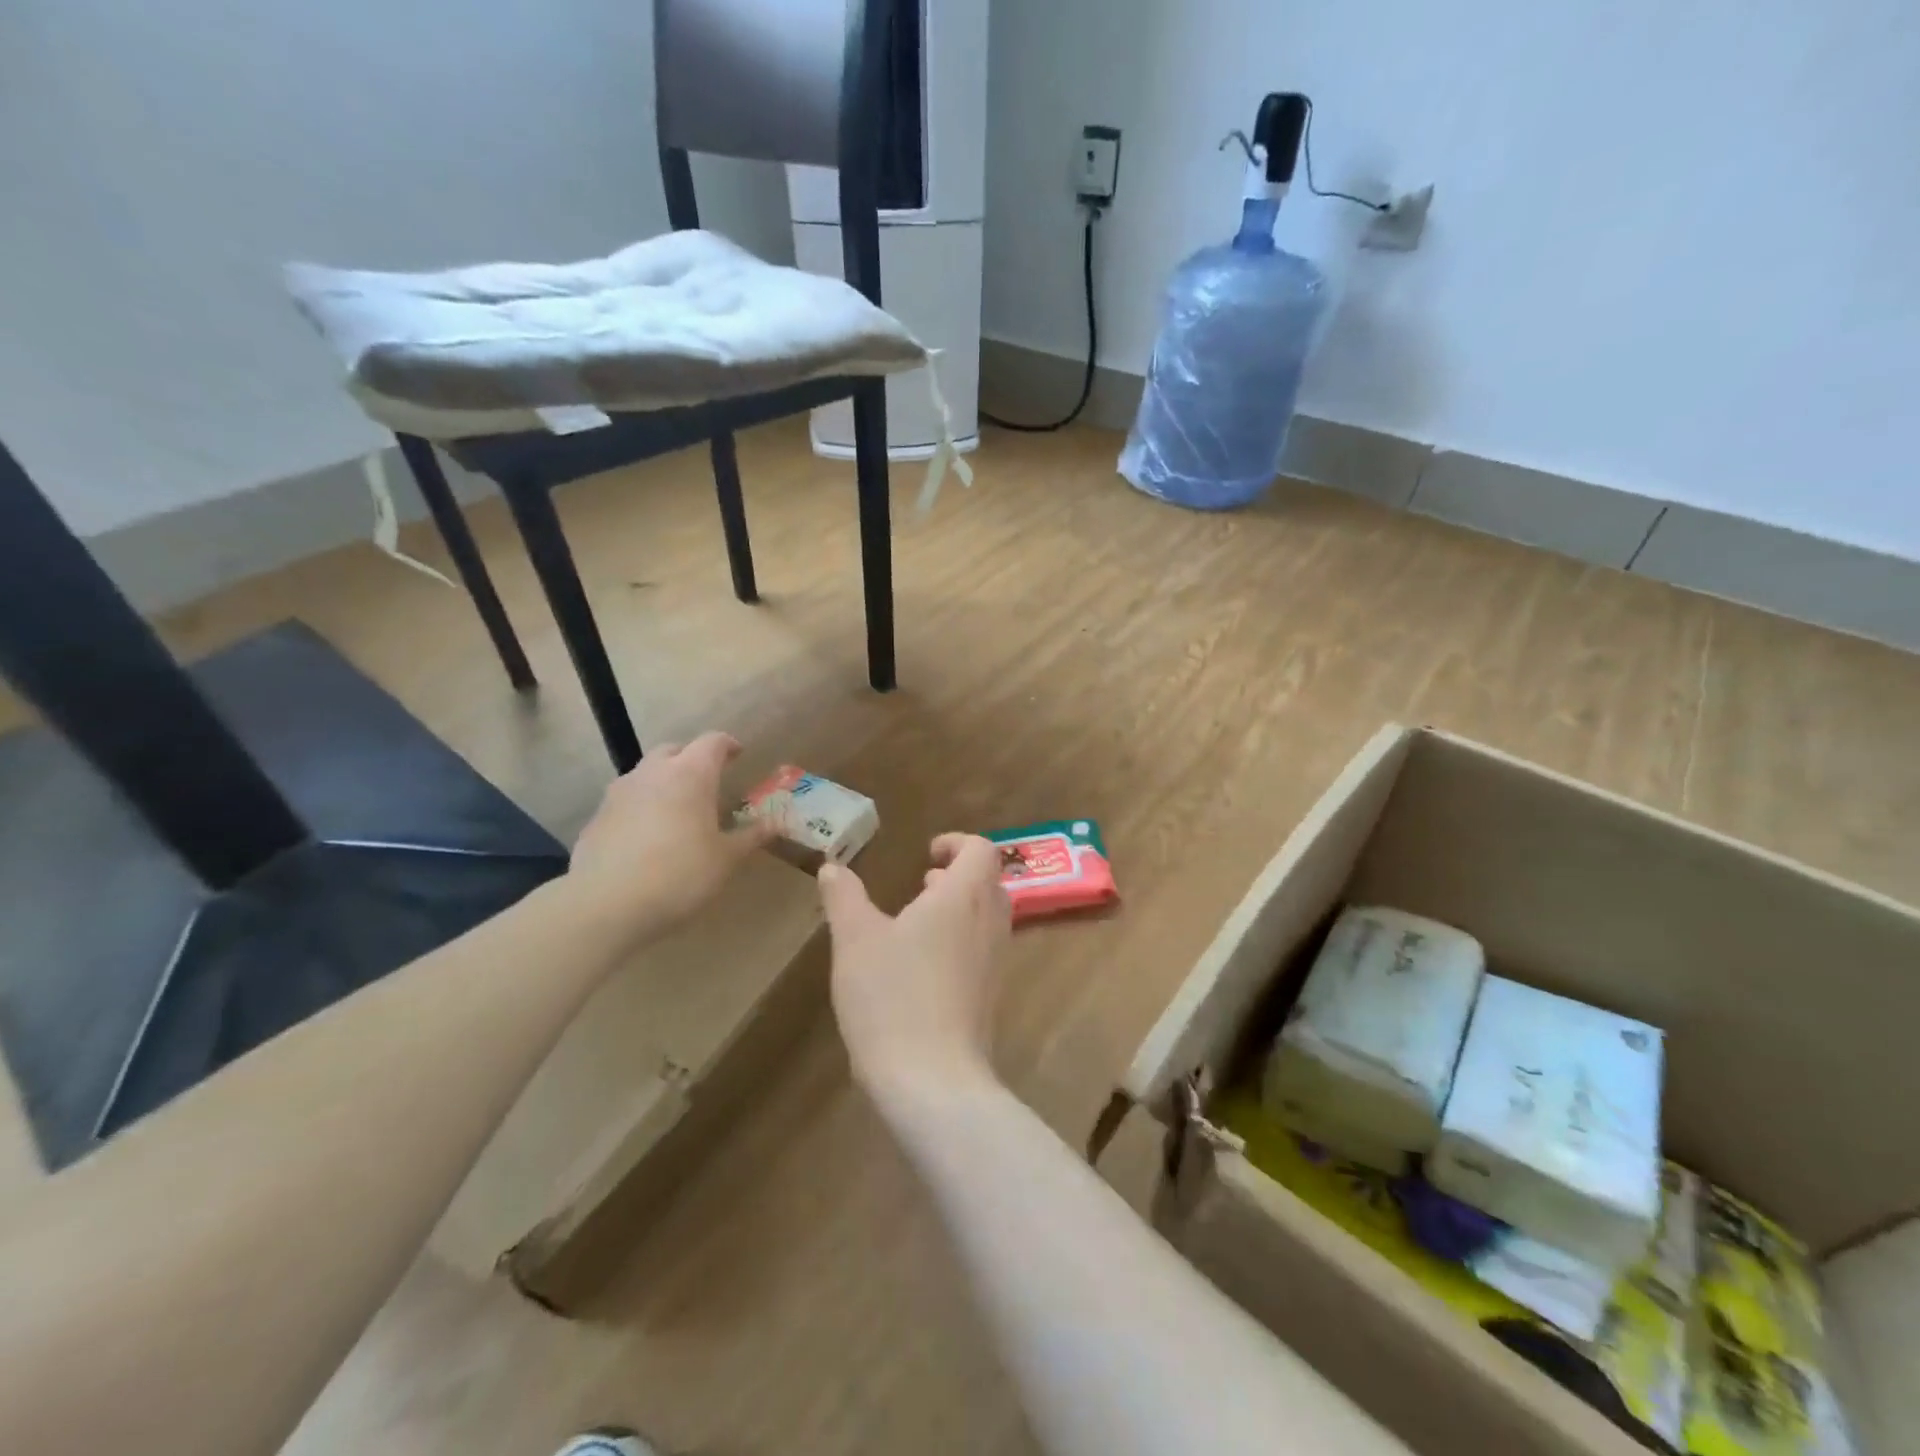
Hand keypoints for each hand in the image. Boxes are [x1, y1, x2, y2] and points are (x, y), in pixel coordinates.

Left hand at [568, 733, 774, 943]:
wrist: (605, 905)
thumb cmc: (680, 874)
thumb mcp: (726, 859)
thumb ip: (751, 835)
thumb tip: (778, 822)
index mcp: (691, 774)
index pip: (712, 742)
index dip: (728, 745)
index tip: (739, 754)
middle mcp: (653, 773)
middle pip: (674, 750)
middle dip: (692, 759)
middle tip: (708, 781)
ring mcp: (619, 793)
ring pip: (646, 774)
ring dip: (664, 782)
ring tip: (678, 810)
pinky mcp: (597, 818)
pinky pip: (626, 801)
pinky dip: (641, 808)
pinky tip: (648, 837)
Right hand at [818, 834, 1012, 1099]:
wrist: (933, 1080)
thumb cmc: (892, 997)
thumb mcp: (854, 940)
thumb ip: (844, 897)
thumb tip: (833, 867)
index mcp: (963, 897)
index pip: (981, 850)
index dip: (958, 842)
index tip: (927, 853)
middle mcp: (989, 923)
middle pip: (989, 882)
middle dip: (958, 875)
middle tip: (922, 883)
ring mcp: (995, 962)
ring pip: (987, 917)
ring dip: (959, 908)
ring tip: (917, 920)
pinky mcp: (990, 995)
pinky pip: (983, 949)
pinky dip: (960, 940)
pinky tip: (922, 966)